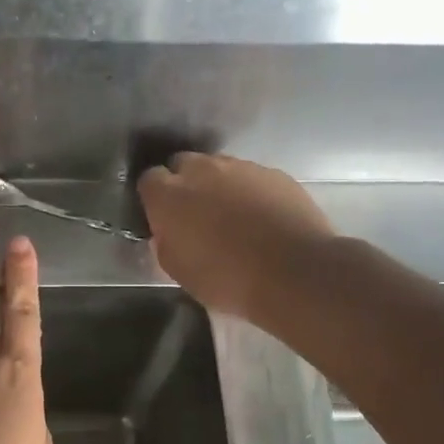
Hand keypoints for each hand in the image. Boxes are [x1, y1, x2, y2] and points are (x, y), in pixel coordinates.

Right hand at [137, 153, 336, 321]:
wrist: (295, 273)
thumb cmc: (227, 279)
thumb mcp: (180, 272)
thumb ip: (166, 243)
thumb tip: (167, 232)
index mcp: (169, 195)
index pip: (149, 180)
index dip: (155, 198)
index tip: (162, 218)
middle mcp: (202, 170)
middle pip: (183, 164)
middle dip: (185, 183)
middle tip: (195, 214)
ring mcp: (241, 167)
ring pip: (220, 168)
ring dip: (219, 185)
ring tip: (232, 216)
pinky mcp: (275, 174)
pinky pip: (252, 177)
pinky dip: (250, 192)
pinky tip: (261, 217)